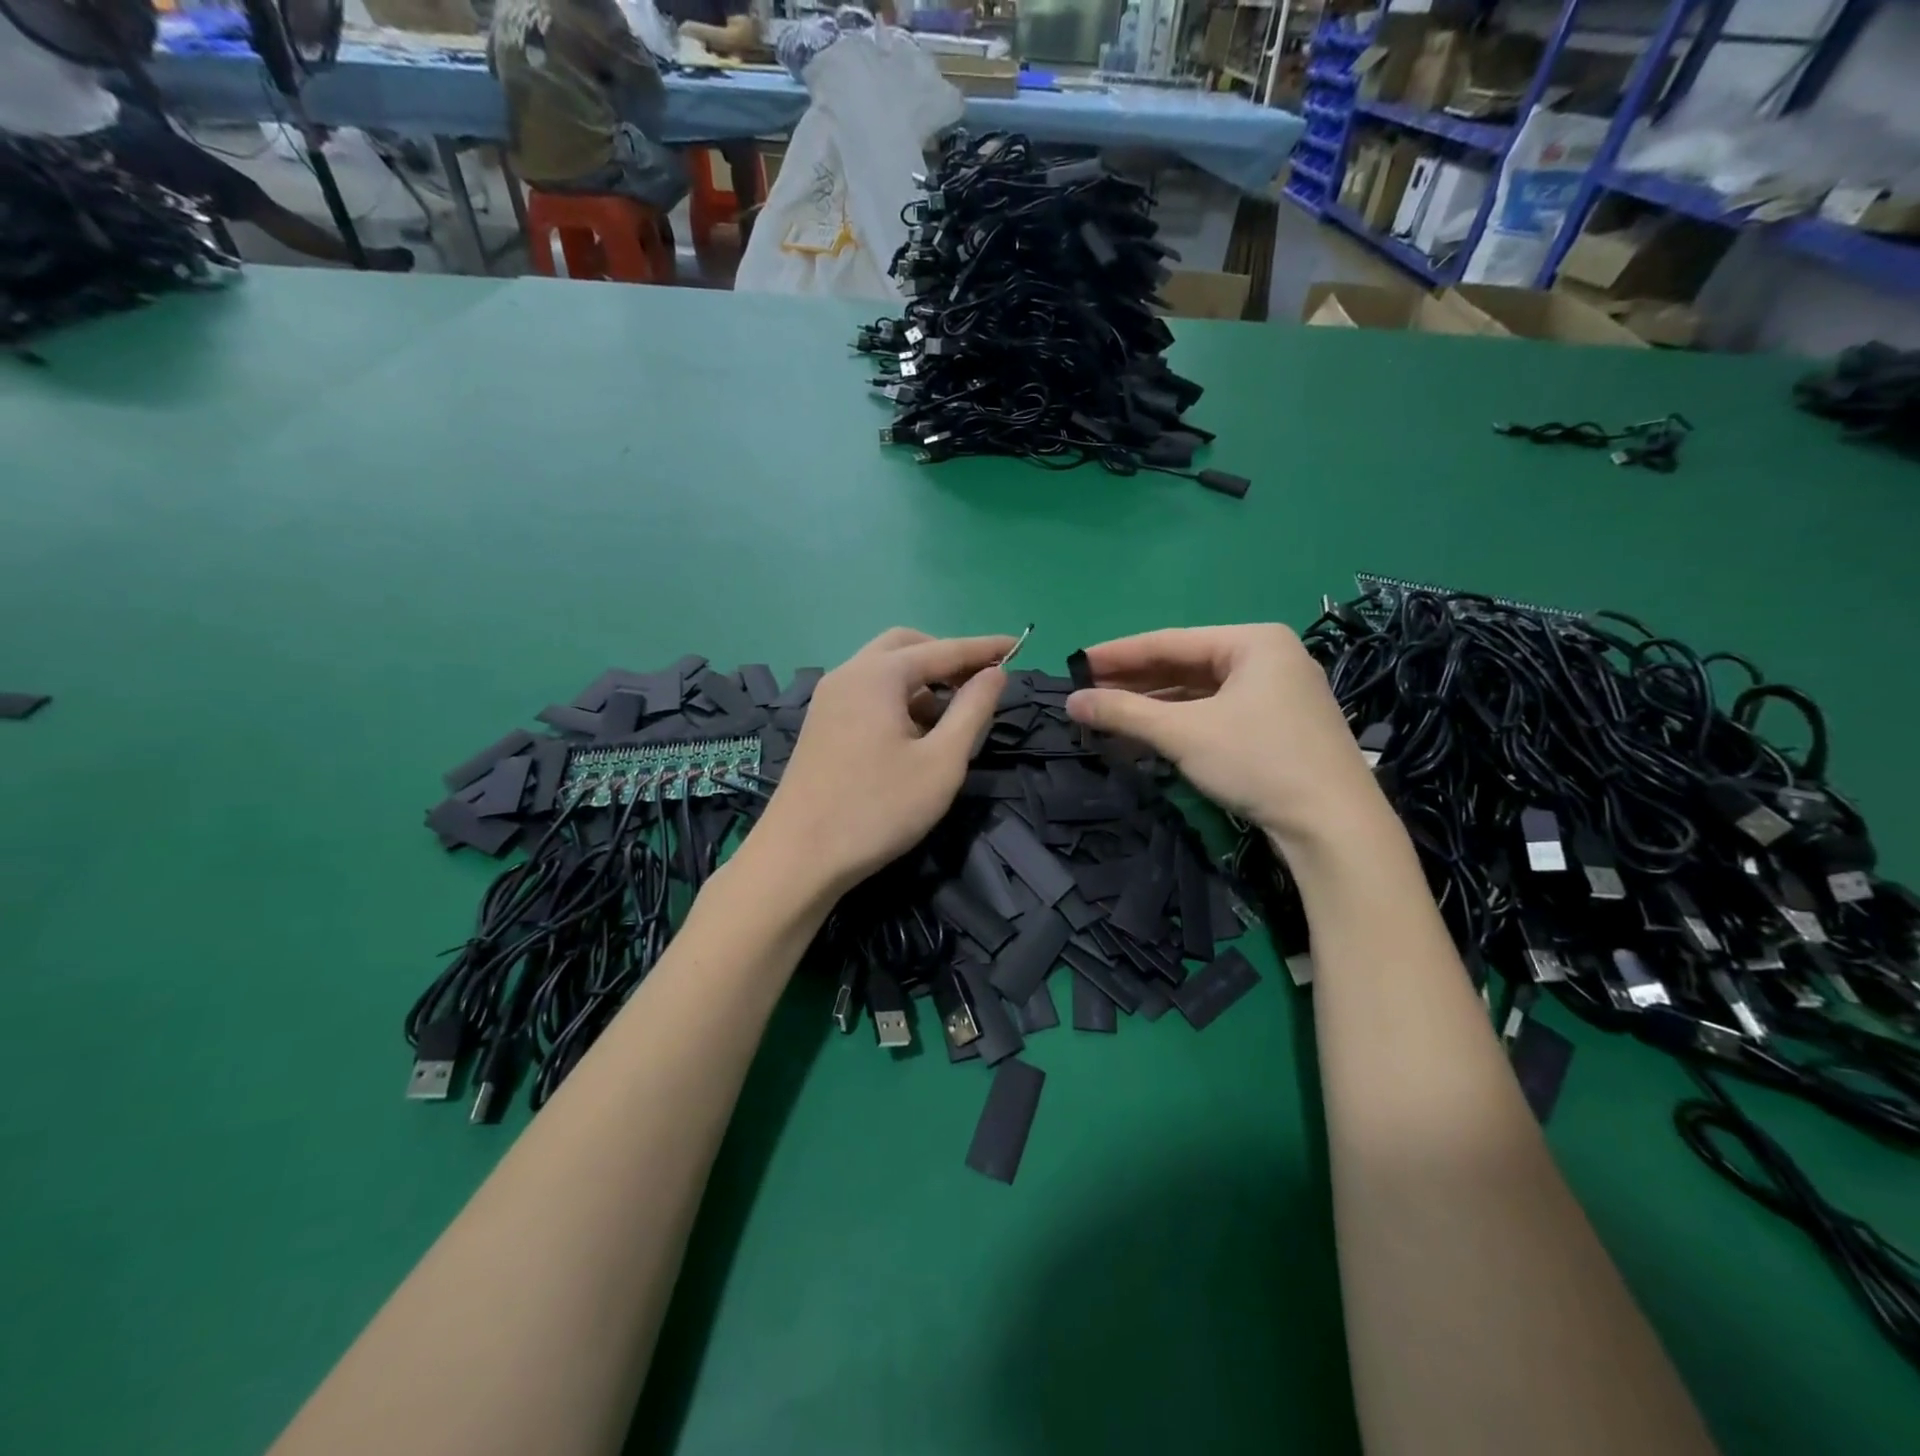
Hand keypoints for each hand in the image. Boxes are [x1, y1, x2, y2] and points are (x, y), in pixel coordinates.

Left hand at [753, 628, 1012, 897]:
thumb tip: (995, 673)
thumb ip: (972, 710)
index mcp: (878, 675)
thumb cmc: (878, 809)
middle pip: (905, 647)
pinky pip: (867, 693)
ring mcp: (829, 699)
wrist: (799, 857)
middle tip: (979, 683)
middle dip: (946, 658)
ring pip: (884, 671)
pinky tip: (913, 736)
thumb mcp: (941, 762)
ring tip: (950, 718)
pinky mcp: (821, 725)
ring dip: (921, 681)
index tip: (1018, 646)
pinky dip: (898, 699)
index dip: (984, 648)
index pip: (942, 649)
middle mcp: (848, 674)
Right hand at [1065, 625, 1386, 852]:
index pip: (1170, 641)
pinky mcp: (1278, 726)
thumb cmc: (1258, 761)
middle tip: (1086, 691)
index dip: (1118, 654)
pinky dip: (1180, 723)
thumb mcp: (1183, 734)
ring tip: (1107, 715)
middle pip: (1185, 665)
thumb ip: (1124, 713)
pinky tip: (1147, 734)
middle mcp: (1268, 658)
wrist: (1334, 826)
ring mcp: (1277, 693)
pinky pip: (1216, 713)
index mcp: (1252, 641)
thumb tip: (1070, 702)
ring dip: (1154, 705)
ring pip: (1200, 692)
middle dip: (1134, 682)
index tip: (1076, 664)